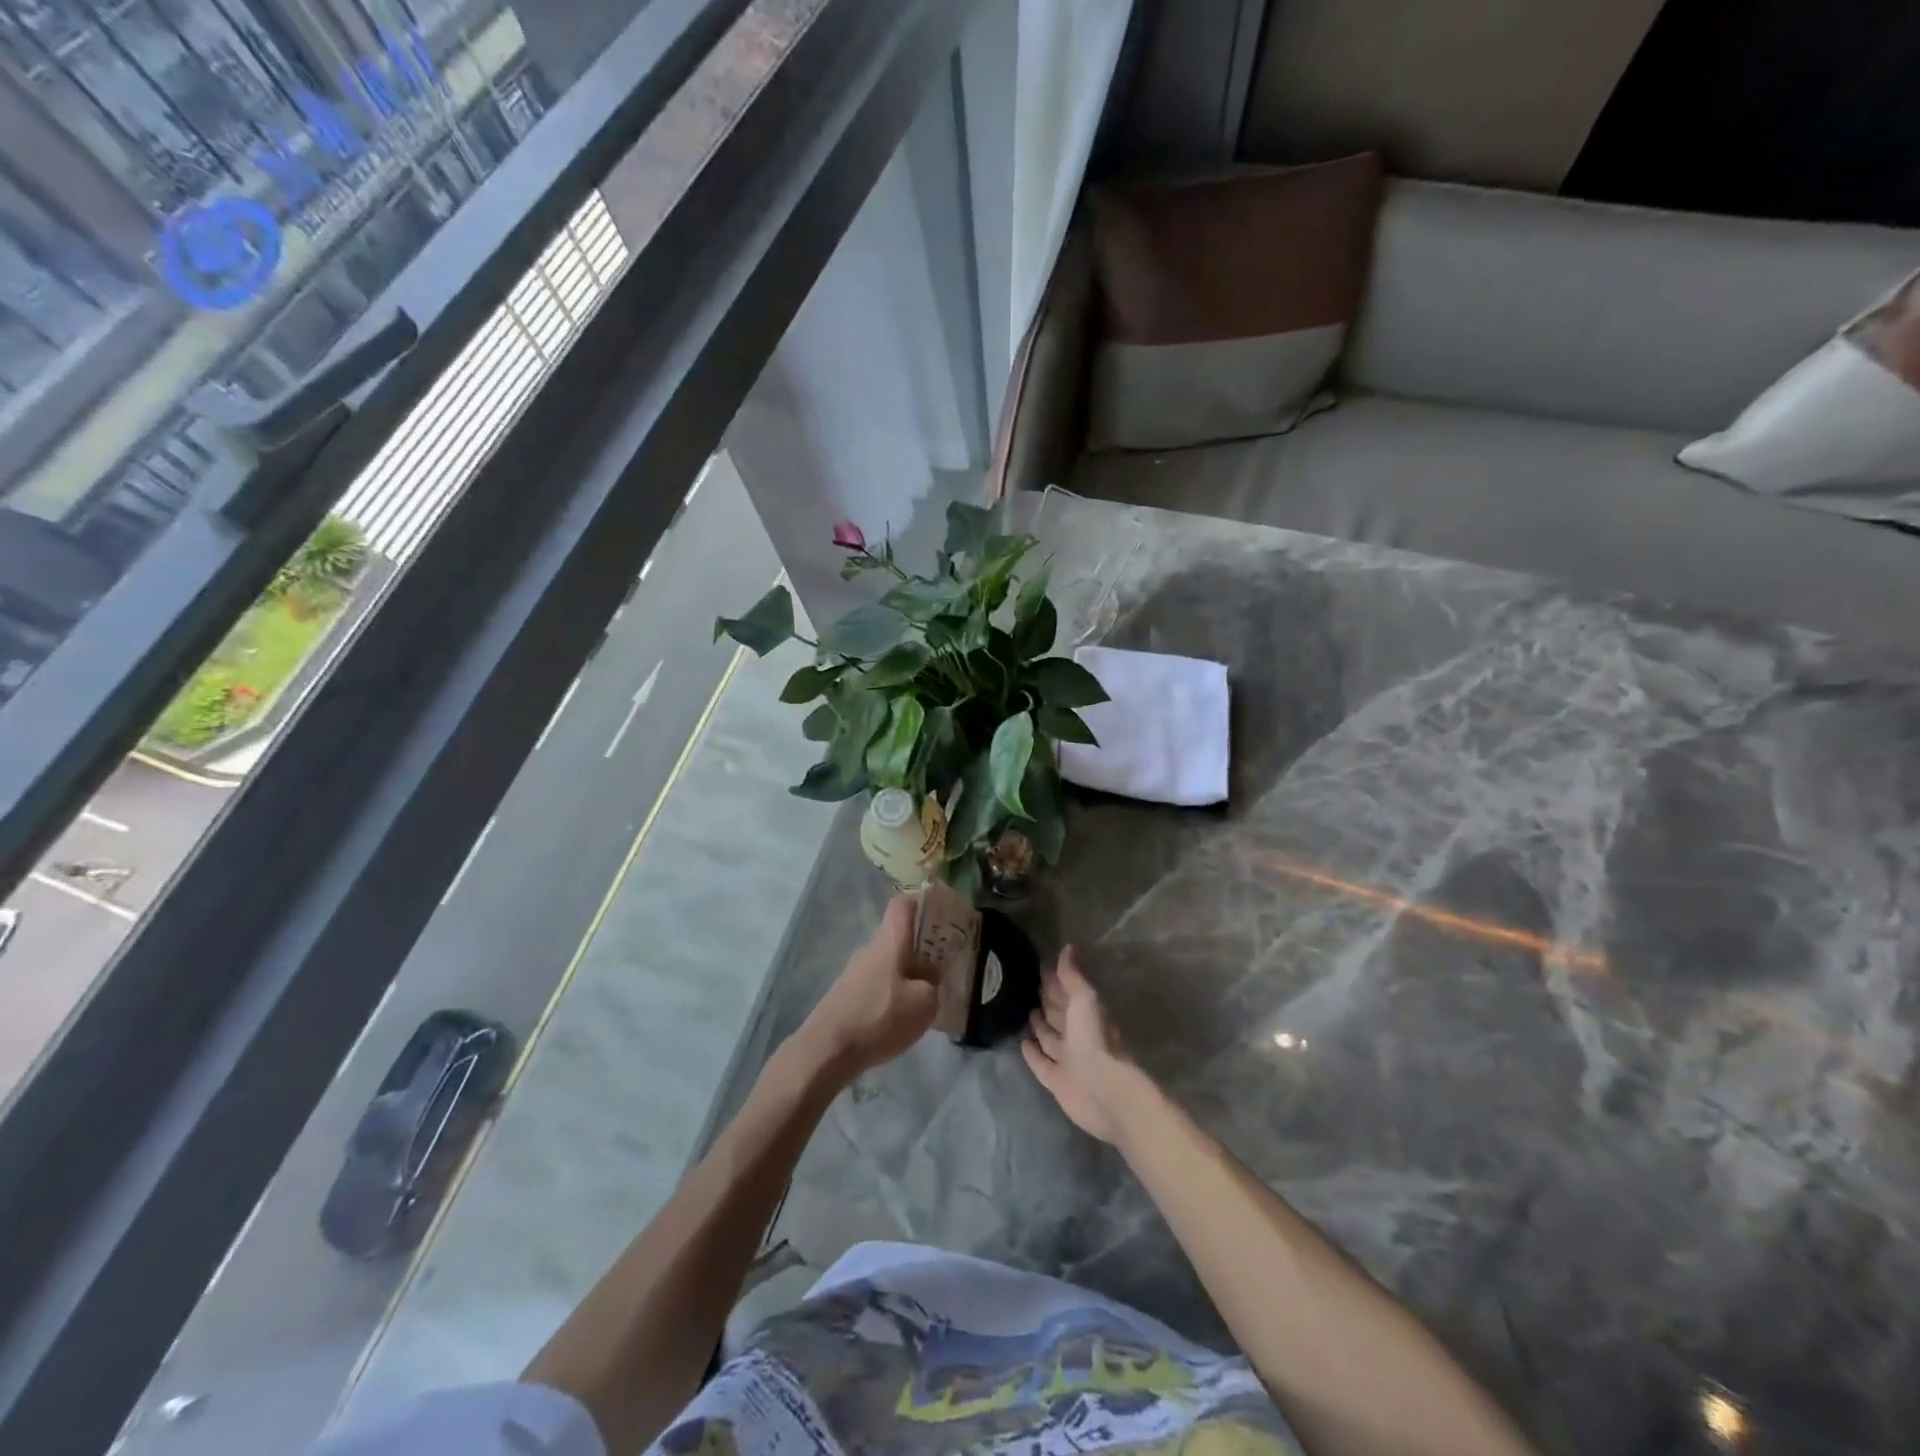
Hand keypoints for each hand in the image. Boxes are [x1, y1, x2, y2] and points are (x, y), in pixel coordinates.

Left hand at [794, 896, 938, 1080]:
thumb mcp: (924, 1003)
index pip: (903, 904)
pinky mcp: (848, 995)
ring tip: (929, 999)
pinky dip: (894, 993)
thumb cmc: (880, 1017)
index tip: (943, 917)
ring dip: (909, 974)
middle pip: (899, 936)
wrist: (826, 1050)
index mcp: (889, 940)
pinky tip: (903, 1018)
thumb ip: (933, 983)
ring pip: (890, 962)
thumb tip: (929, 976)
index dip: (923, 904)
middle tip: (946, 967)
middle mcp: (870, 949)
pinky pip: (879, 983)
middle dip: (923, 949)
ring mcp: (855, 972)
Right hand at [1022, 947, 1139, 1143]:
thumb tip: (1068, 947)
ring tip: (1024, 1010)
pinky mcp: (1056, 1080)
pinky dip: (1032, 1053)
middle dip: (1047, 1001)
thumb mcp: (1084, 1000)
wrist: (1103, 1092)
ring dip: (1039, 1026)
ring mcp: (1067, 1058)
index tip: (1038, 967)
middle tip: (1025, 986)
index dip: (1055, 981)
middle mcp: (1077, 1034)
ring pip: (1049, 1037)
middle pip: (1059, 1014)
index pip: (1067, 992)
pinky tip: (1022, 1042)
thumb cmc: (1094, 1040)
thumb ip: (1073, 977)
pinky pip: (1041, 1062)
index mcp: (1086, 1014)